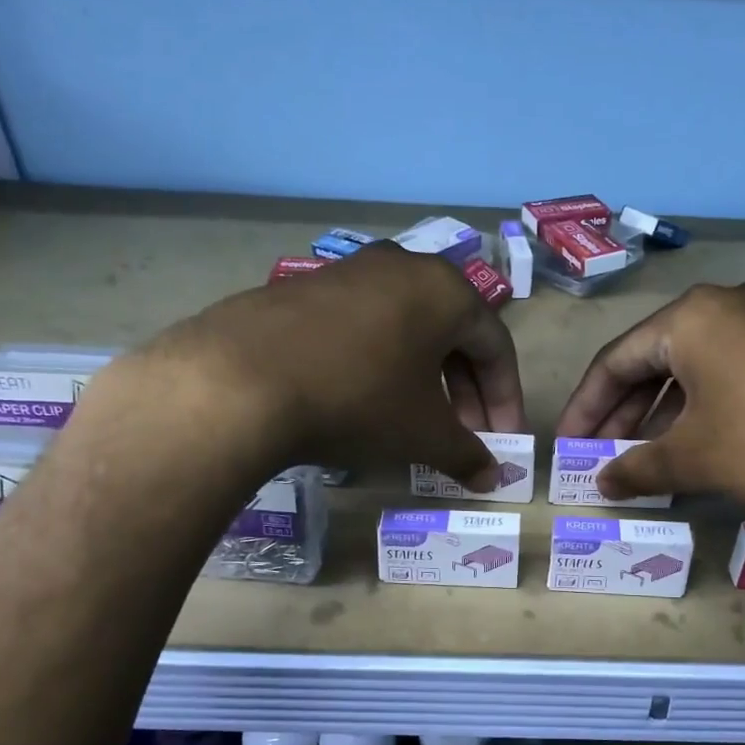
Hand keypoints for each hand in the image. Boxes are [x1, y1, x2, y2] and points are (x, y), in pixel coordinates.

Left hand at [101, 244, 525, 488]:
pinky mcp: (305, 288)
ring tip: (417, 421)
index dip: (505, 399)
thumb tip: (493, 476)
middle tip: (464, 435)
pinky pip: (364, 327)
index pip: (495, 346)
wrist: (239, 381)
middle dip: (464, 391)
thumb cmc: (358, 399)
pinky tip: (365, 400)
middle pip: (452, 334)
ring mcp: (349, 272)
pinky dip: (380, 364)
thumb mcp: (422, 433)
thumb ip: (467, 453)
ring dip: (423, 378)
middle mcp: (403, 267)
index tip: (502, 440)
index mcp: (445, 290)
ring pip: (407, 329)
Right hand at [555, 282, 744, 531]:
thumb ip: (638, 468)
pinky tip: (702, 443)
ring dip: (664, 413)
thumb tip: (600, 481)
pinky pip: (732, 370)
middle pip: (653, 360)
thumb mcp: (697, 459)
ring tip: (648, 459)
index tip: (568, 447)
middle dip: (624, 413)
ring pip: (694, 367)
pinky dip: (705, 407)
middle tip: (604, 458)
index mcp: (689, 317)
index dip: (585, 408)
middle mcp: (726, 304)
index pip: (614, 361)